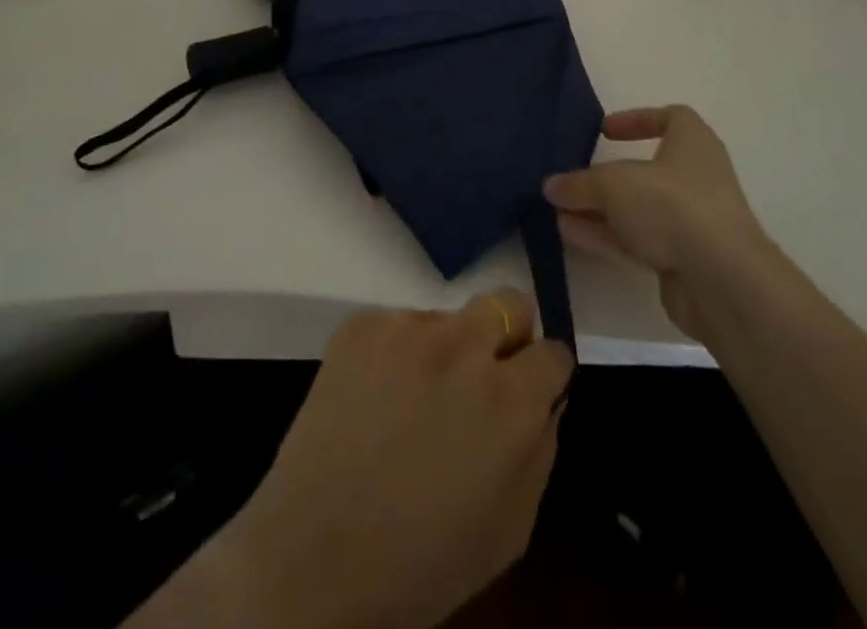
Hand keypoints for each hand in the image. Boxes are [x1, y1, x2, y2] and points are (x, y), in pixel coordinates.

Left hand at [214, 290, 572, 628]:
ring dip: (442, 350)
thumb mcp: (510, 528)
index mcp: (511, 399)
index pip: (553, 350)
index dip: (543, 374)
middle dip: (504, 337)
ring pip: (446, 318)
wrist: (313, 559)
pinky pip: (396, 325)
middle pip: (507, 303)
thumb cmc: (422, 562)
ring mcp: (408, 326)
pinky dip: (394, 353)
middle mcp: (465, 345)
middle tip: (477, 380)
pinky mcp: (362, 323)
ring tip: (409, 402)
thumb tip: (543, 400)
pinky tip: (373, 398)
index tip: (529, 389)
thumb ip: (539, 449)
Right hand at [544, 105, 769, 340]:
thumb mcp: (614, 184)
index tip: (605, 131)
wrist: (722, 282)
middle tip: (572, 179)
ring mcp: (693, 222)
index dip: (638, 119)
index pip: (672, 117)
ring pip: (639, 209)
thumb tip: (551, 186)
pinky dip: (607, 235)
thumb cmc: (673, 206)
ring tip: (558, 210)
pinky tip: (571, 234)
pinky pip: (639, 240)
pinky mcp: (685, 260)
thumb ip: (580, 183)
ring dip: (600, 209)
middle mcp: (697, 179)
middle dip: (607, 176)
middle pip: (647, 170)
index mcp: (693, 144)